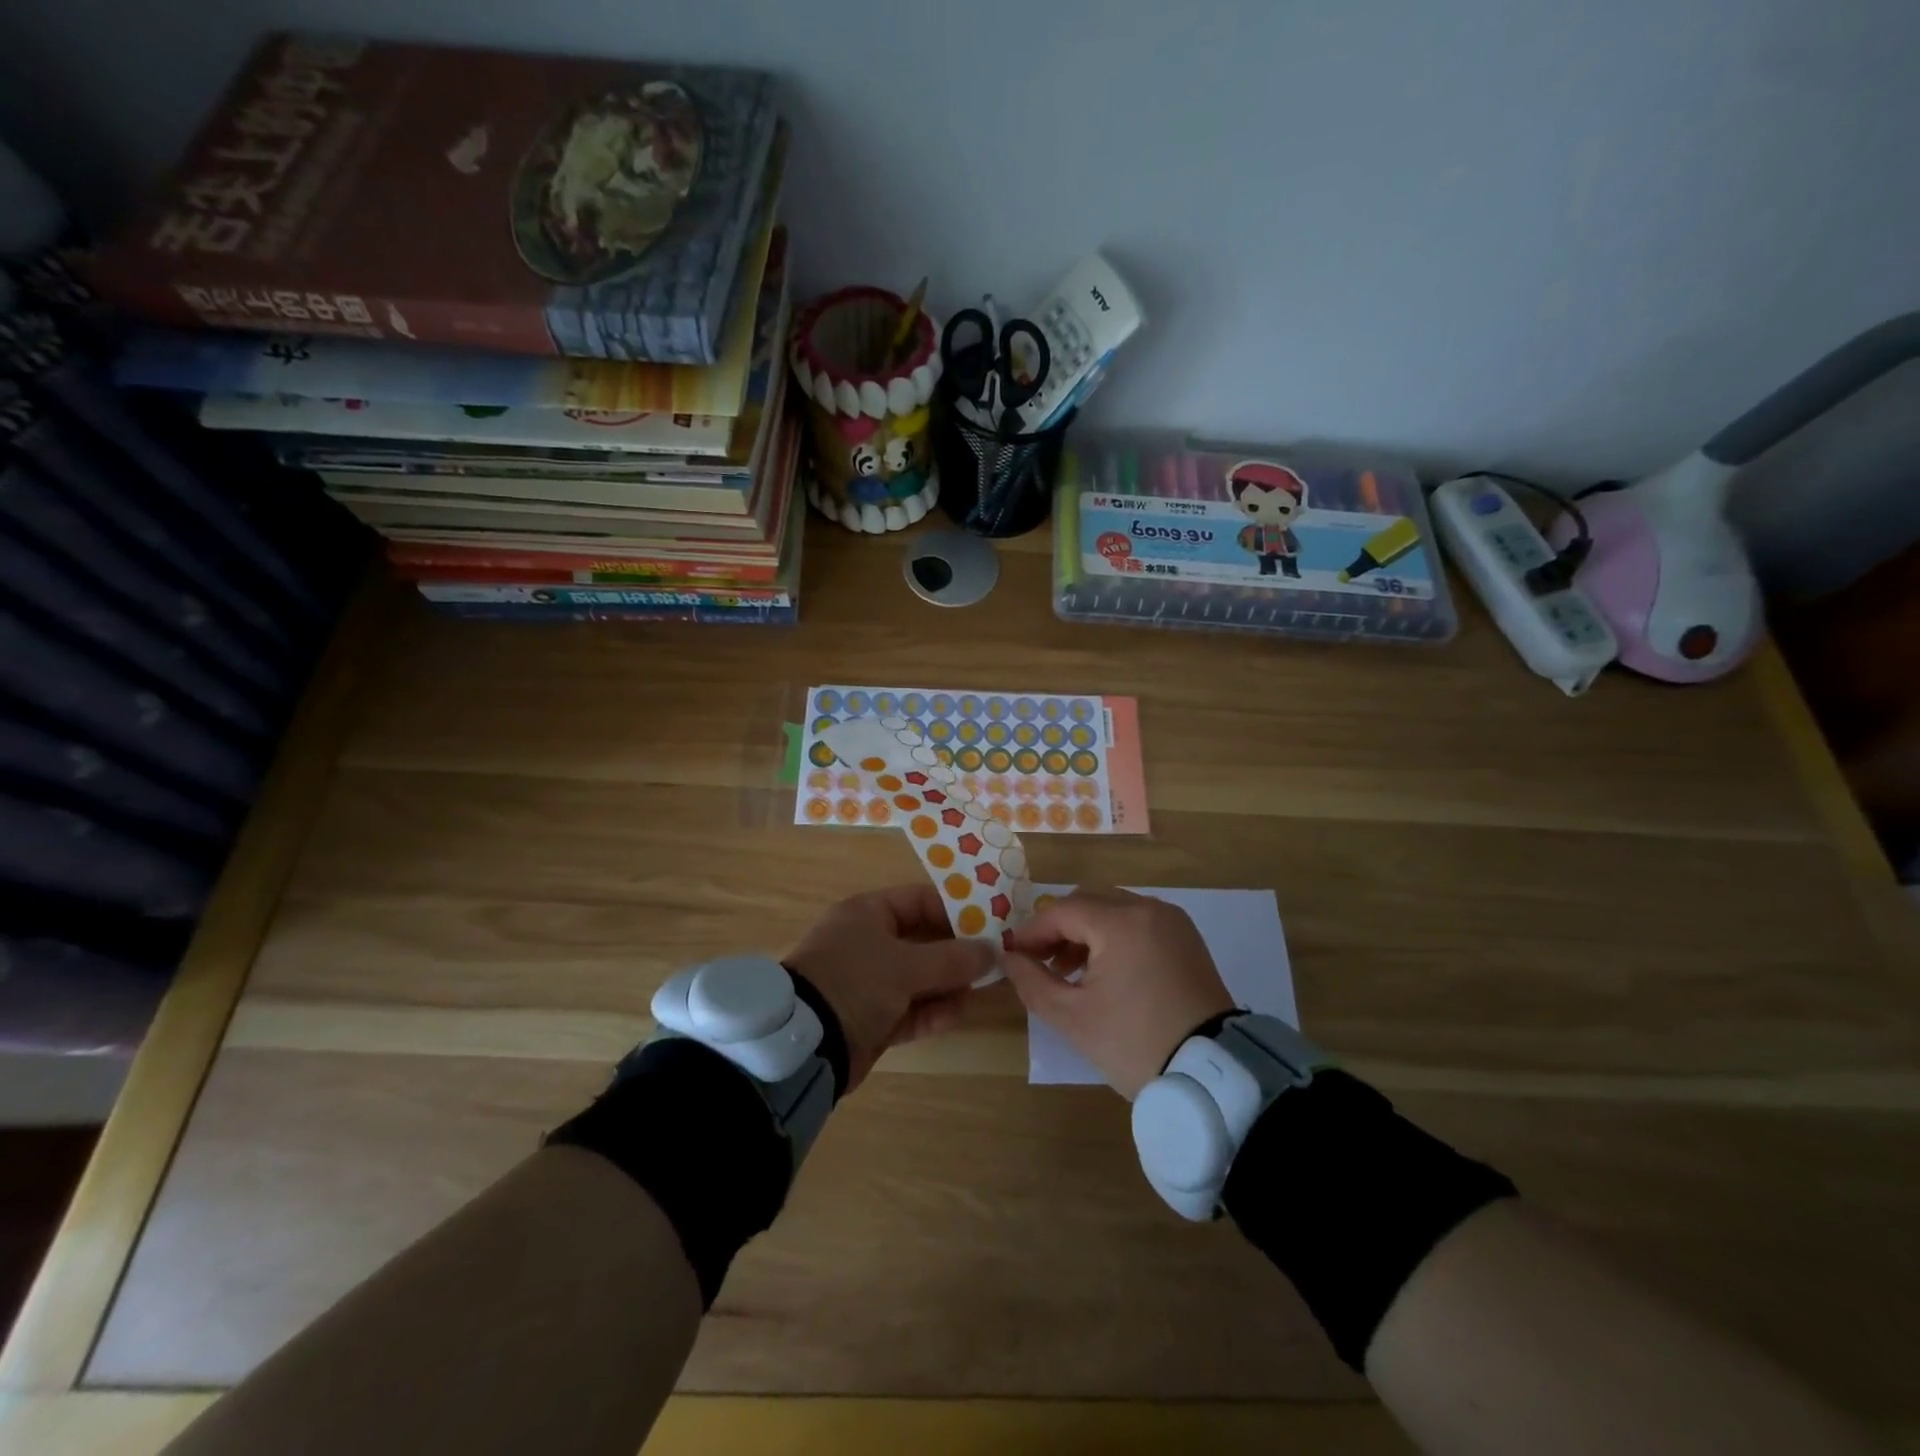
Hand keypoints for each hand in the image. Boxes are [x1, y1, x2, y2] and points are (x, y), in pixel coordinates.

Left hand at [784, 884, 995, 1091]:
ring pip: (919, 977)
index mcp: (867, 914)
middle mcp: (867, 943)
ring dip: (948, 984)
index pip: (918, 901)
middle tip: (994, 959)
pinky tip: (959, 1013)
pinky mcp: (871, 1018)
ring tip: (982, 987)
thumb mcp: (906, 965)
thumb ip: (953, 958)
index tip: (989, 923)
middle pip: (922, 941)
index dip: (955, 909)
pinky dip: (932, 1010)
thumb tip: (993, 950)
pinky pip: (909, 1008)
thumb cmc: (855, 981)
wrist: (805, 1043)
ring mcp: (868, 982)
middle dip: (956, 952)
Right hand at [1001, 887, 1234, 1098]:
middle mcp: (1148, 909)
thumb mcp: (1071, 1017)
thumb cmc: (1134, 1043)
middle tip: (1041, 963)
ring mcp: (1172, 921)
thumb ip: (1032, 981)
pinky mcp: (1187, 938)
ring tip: (1070, 972)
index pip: (1062, 911)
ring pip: (1114, 909)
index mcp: (1120, 923)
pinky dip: (1115, 936)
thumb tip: (1010, 957)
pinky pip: (1139, 922)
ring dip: (1086, 931)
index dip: (1032, 931)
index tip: (1014, 956)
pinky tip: (1105, 971)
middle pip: (1088, 901)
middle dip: (1059, 928)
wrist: (1211, 1074)